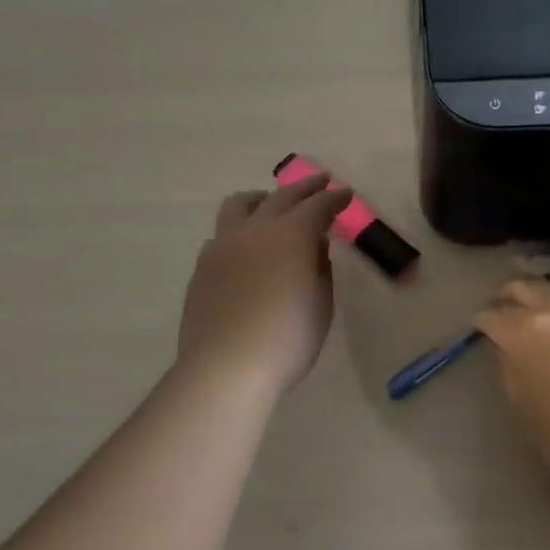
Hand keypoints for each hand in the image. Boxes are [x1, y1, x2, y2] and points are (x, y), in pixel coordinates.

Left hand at [177, 174, 352, 396]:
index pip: (318, 206)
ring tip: (271, 204)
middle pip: (282, 196)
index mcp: (291, 235)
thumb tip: (315, 245)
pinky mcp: (203, 266)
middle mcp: (255, 229)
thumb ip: (320, 268)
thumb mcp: (320, 305)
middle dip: (305, 188)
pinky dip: (241, 229)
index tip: (346, 194)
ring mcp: (223, 245)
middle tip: (320, 182)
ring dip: (263, 199)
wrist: (226, 367)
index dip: (334, 198)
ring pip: (240, 205)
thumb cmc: (287, 339)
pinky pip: (223, 234)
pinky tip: (246, 247)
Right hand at [475, 279, 549, 529]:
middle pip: (528, 287)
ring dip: (545, 301)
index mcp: (528, 333)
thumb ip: (513, 375)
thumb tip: (509, 354)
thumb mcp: (529, 415)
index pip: (494, 315)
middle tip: (503, 314)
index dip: (483, 322)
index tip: (480, 332)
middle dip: (510, 297)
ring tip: (540, 325)